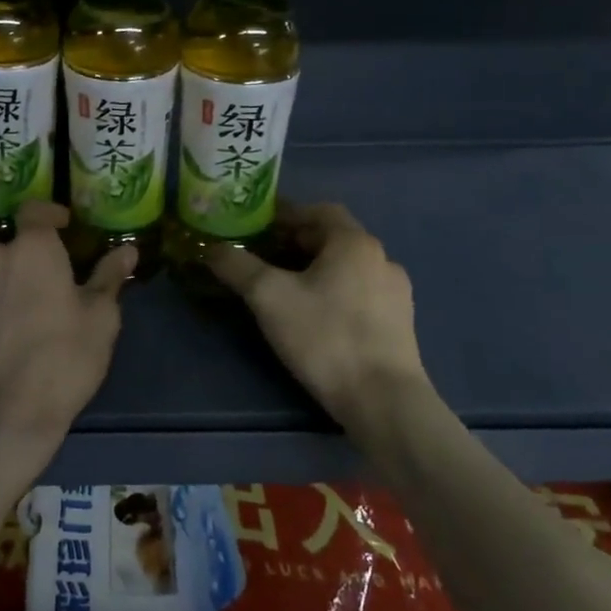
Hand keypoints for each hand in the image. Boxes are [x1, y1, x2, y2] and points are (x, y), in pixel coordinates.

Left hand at [0, 202, 134, 458]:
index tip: (65, 227)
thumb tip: (127, 251)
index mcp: (31, 248)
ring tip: (24, 318)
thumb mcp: (102, 318)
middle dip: (30, 260)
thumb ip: (110, 276)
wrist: (6, 414)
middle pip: (12, 248)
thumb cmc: (64, 358)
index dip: (50, 214)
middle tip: (52, 289)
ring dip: (5, 285)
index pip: (35, 211)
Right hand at [209, 203, 426, 425]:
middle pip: (332, 238)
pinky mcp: (399, 323)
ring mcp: (396, 292)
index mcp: (354, 243)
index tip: (256, 227)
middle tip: (262, 256)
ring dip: (315, 269)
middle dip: (296, 243)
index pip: (318, 211)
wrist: (383, 399)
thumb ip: (237, 266)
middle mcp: (381, 259)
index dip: (285, 215)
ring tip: (284, 288)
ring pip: (347, 267)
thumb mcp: (268, 297)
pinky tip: (315, 315)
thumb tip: (211, 248)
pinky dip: (334, 291)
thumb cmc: (325, 336)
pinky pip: (359, 292)